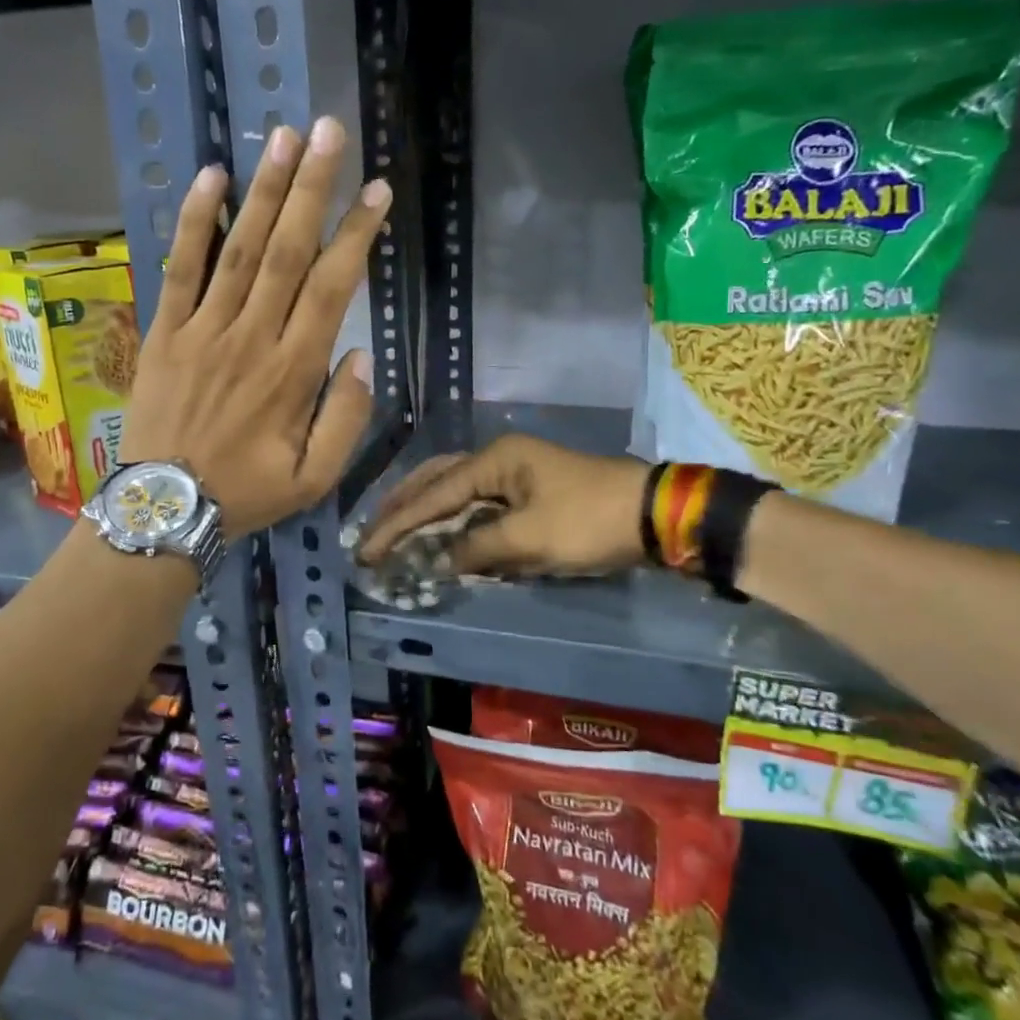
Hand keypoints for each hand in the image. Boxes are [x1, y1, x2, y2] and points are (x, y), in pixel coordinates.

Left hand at [120, 117, 390, 537]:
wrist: (163, 508)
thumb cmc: (245, 494)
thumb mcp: (315, 479)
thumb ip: (345, 419)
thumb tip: (360, 356)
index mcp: (293, 372)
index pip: (331, 288)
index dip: (356, 235)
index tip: (377, 191)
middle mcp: (251, 338)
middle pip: (287, 252)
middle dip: (312, 188)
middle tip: (329, 131)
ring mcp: (203, 330)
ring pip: (239, 249)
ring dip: (263, 191)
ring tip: (283, 137)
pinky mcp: (165, 331)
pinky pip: (180, 268)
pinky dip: (193, 222)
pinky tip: (210, 178)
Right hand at [355, 435, 652, 576]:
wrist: (653, 514)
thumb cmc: (589, 521)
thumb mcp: (530, 539)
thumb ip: (477, 548)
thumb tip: (439, 561)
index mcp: (494, 460)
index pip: (433, 494)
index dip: (397, 524)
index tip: (367, 551)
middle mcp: (498, 459)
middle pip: (436, 480)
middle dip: (402, 507)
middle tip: (372, 534)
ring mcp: (514, 473)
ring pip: (456, 490)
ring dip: (426, 511)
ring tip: (395, 531)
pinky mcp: (528, 491)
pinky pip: (478, 503)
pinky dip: (454, 519)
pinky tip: (441, 534)